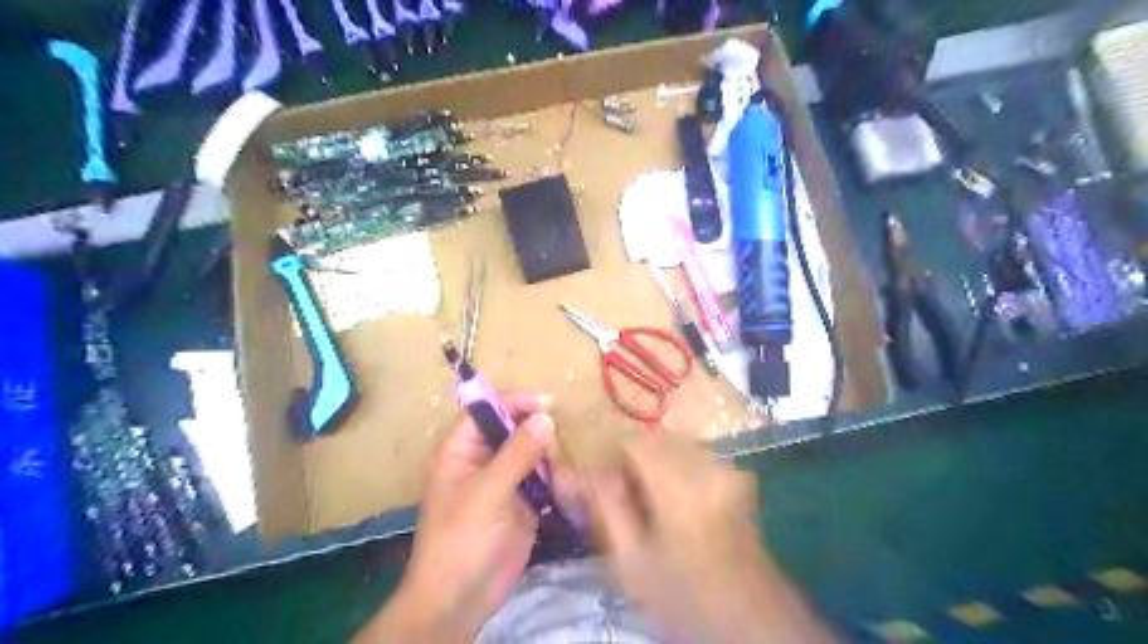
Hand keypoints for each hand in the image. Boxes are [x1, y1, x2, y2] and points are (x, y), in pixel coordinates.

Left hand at [357, 390, 557, 642]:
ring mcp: (503, 481)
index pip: (486, 412)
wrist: (461, 600)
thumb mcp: (487, 492)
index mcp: (459, 451)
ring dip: (550, 460)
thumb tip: (546, 417)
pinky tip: (564, 490)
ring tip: (559, 479)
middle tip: (553, 454)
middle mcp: (481, 460)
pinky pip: (543, 479)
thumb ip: (517, 453)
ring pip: (533, 453)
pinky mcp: (522, 502)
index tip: (548, 403)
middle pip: (514, 429)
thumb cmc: (461, 540)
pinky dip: (556, 481)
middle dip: (538, 436)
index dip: (514, 403)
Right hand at [575, 434, 834, 643]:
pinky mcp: (739, 477)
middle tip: (624, 494)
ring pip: (676, 445)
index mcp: (680, 484)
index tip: (601, 481)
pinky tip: (676, 503)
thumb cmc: (683, 596)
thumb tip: (583, 469)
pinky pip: (696, 456)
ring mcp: (729, 469)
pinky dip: (678, 468)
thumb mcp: (631, 561)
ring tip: (649, 501)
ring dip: (655, 462)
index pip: (633, 440)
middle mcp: (708, 465)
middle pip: (656, 439)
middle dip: (633, 459)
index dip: (611, 455)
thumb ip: (605, 507)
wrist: (750, 621)